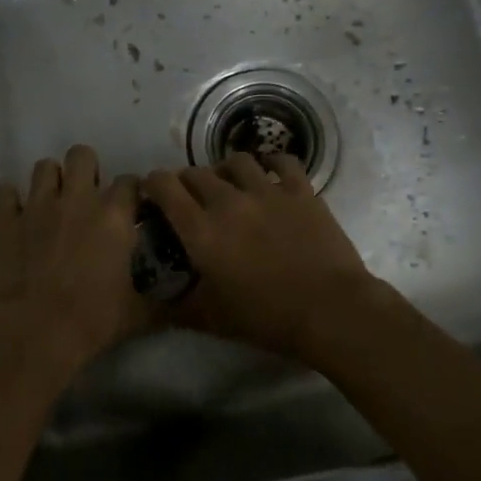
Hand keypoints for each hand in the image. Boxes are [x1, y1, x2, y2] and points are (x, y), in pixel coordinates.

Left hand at [0, 145, 143, 372]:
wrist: (34, 332)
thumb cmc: (92, 320)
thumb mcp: (137, 315)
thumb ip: (159, 302)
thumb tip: (179, 305)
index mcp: (114, 216)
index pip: (129, 182)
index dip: (130, 192)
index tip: (130, 207)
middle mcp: (77, 199)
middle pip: (82, 155)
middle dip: (86, 169)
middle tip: (86, 196)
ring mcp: (36, 205)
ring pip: (44, 167)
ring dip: (50, 181)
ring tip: (51, 203)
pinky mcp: (3, 220)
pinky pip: (4, 192)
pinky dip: (10, 201)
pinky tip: (15, 216)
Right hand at [141, 153, 380, 361]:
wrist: (328, 310)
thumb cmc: (265, 317)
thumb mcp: (211, 319)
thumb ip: (177, 306)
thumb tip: (153, 302)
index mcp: (201, 230)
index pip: (165, 187)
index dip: (153, 183)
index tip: (153, 192)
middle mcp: (228, 201)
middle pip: (196, 172)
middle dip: (186, 181)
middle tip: (190, 197)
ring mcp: (267, 191)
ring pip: (236, 161)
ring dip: (225, 170)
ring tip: (229, 184)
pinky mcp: (300, 190)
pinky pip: (282, 161)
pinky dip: (271, 162)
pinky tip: (270, 172)